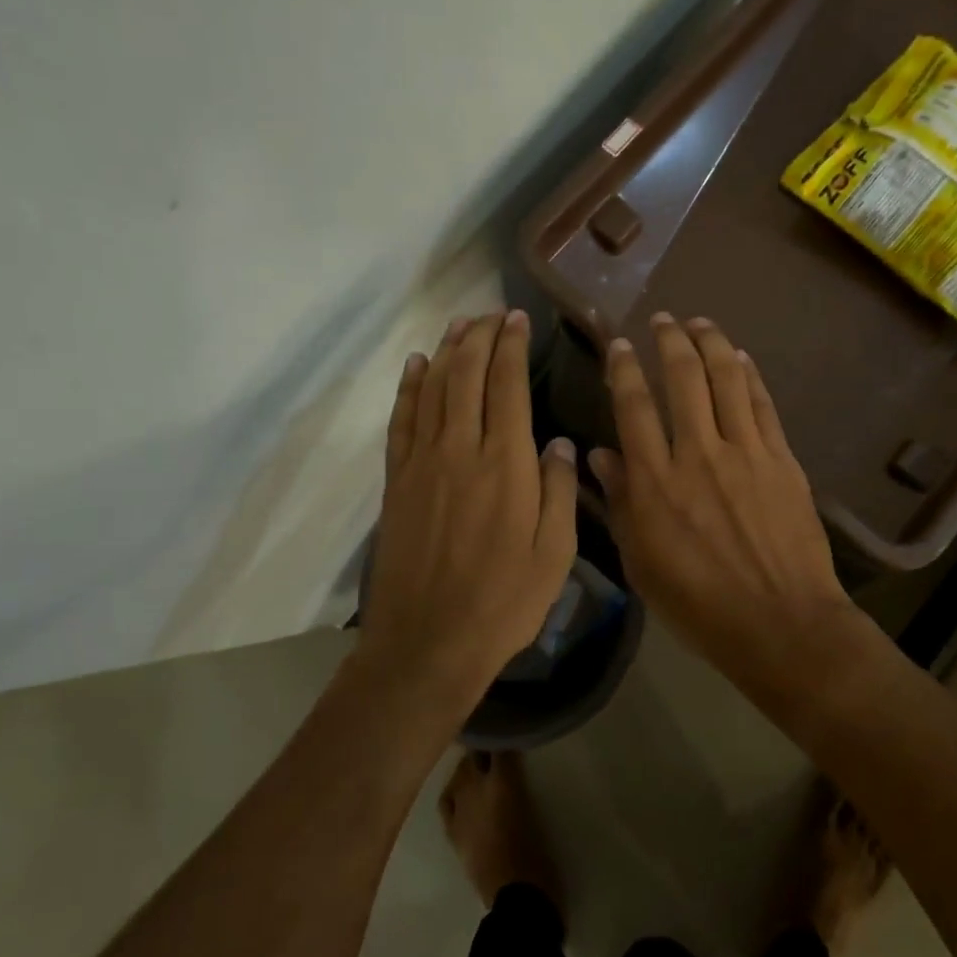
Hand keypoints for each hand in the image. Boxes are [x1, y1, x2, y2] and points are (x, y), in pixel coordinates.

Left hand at [358, 311, 579, 702]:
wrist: (428, 642)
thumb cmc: (504, 603)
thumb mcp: (555, 555)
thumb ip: (559, 492)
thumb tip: (560, 444)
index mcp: (506, 464)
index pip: (508, 386)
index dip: (512, 347)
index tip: (519, 320)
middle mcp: (461, 450)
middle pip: (466, 376)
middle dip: (480, 338)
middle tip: (493, 314)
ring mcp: (422, 464)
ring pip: (432, 389)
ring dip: (446, 352)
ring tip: (460, 325)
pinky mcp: (396, 482)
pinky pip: (401, 420)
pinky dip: (408, 387)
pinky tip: (414, 365)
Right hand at [588, 313, 860, 690]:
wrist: (780, 623)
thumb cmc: (699, 603)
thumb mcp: (642, 563)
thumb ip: (621, 503)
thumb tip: (599, 455)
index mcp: (655, 482)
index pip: (633, 407)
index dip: (623, 369)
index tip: (618, 345)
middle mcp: (698, 454)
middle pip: (682, 378)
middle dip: (669, 340)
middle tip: (662, 321)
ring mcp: (745, 452)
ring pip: (726, 379)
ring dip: (711, 343)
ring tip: (699, 322)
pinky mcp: (782, 460)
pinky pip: (763, 405)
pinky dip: (750, 375)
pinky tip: (741, 358)